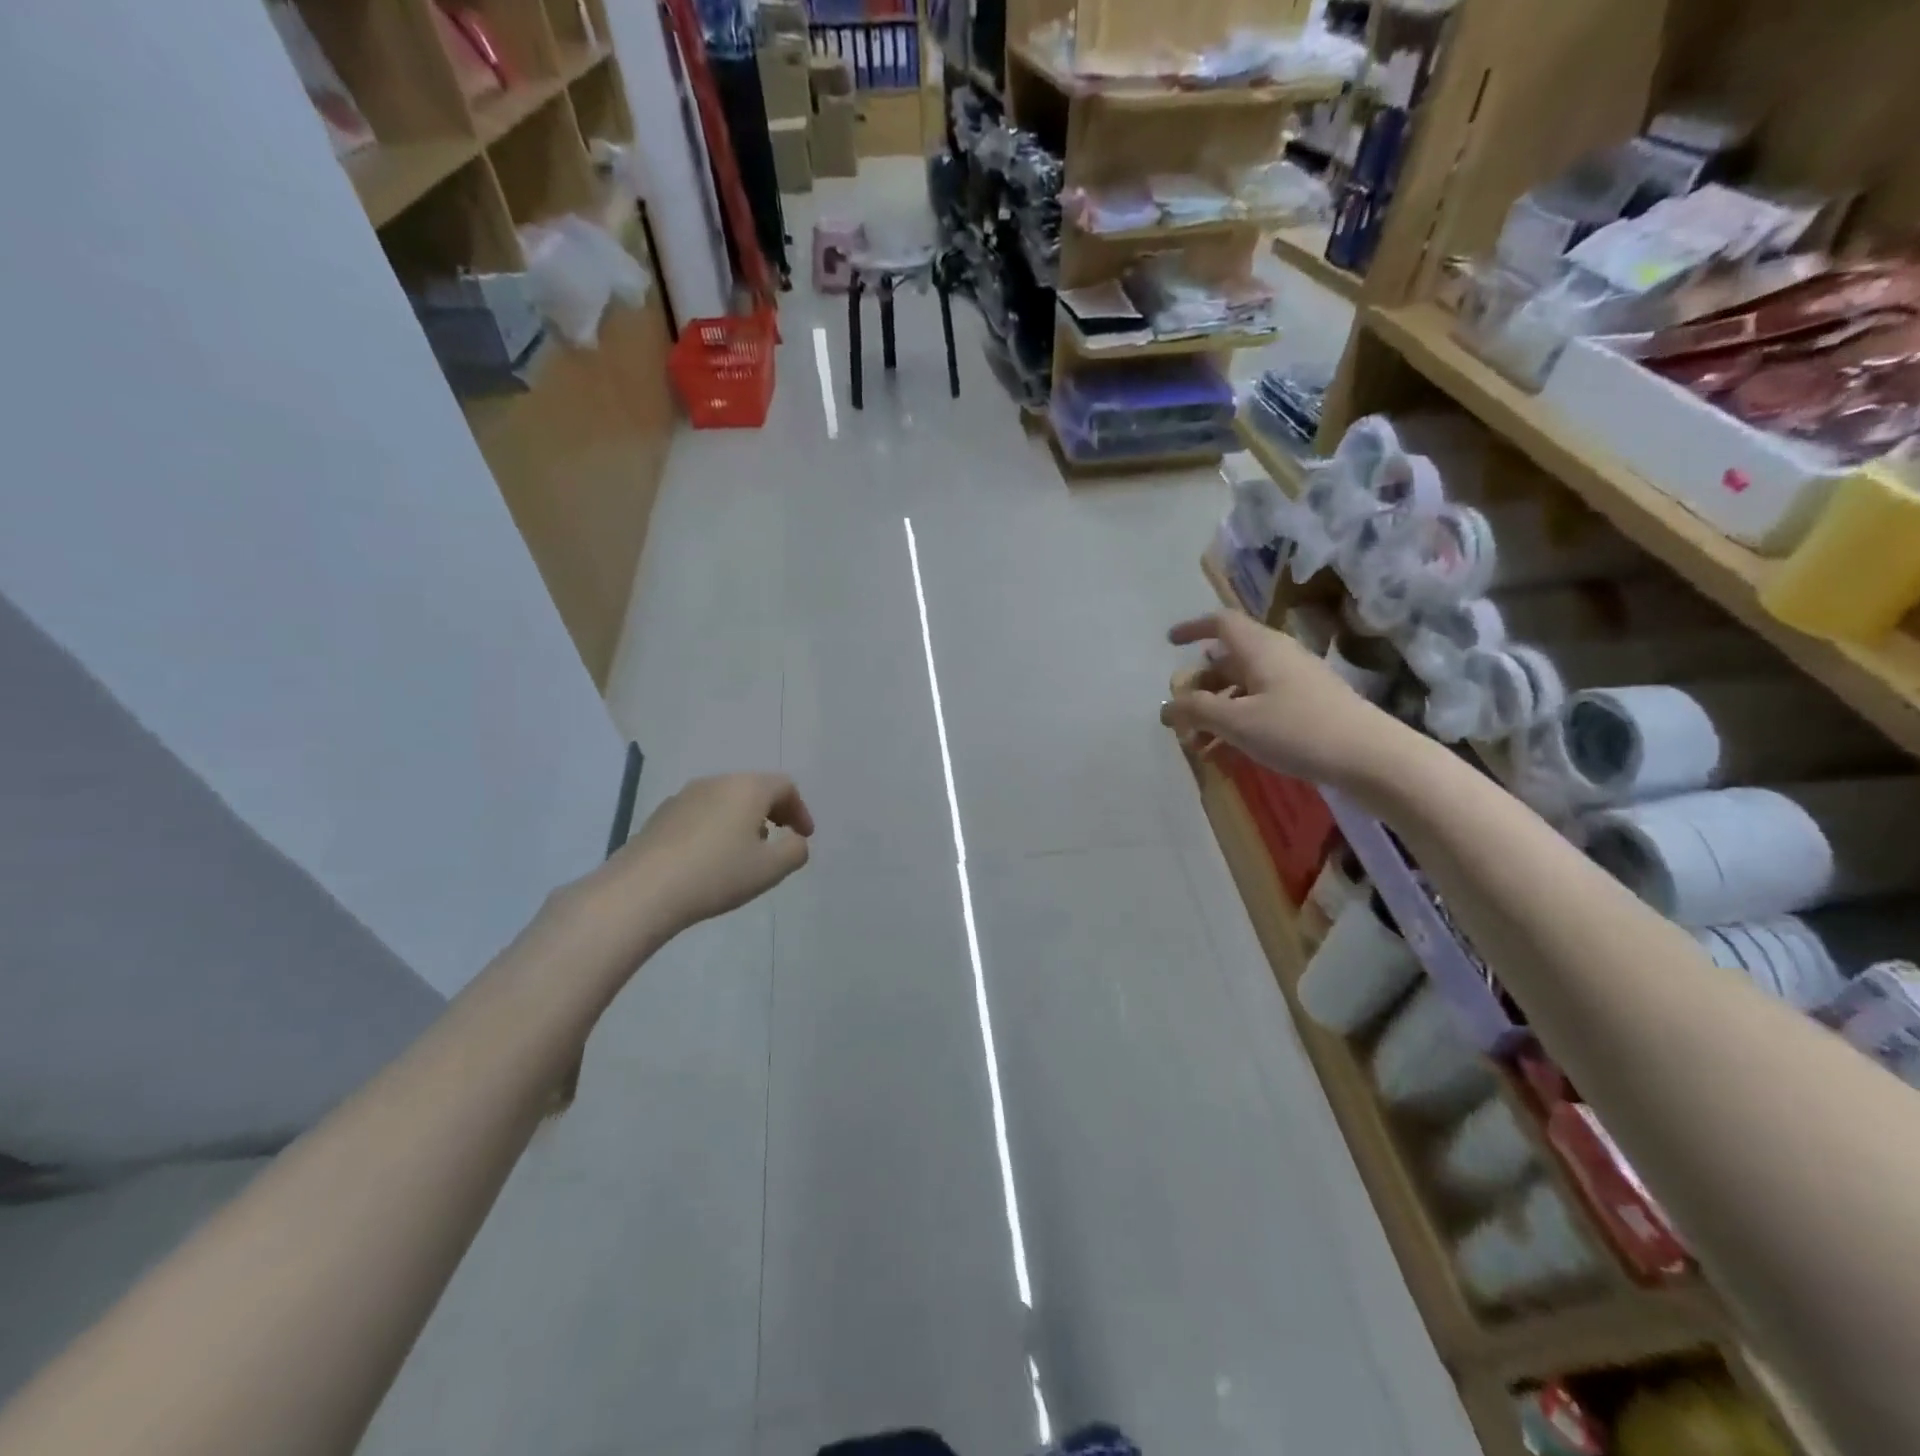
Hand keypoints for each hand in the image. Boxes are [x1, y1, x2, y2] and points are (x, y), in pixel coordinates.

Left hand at [606, 773, 814, 935]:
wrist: (643, 890)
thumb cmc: (717, 874)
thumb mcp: (770, 869)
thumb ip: (795, 850)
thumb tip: (795, 840)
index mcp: (747, 788)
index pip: (785, 786)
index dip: (800, 810)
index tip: (804, 837)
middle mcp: (716, 782)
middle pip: (754, 788)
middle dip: (773, 812)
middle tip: (779, 840)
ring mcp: (684, 796)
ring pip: (726, 800)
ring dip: (743, 820)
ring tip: (745, 852)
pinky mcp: (660, 816)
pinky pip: (701, 813)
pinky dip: (716, 828)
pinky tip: (711, 859)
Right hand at [1161, 611, 1401, 786]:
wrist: (1370, 757)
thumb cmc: (1297, 730)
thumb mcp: (1237, 722)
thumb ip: (1196, 711)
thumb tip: (1166, 706)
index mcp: (1260, 649)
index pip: (1221, 623)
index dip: (1193, 629)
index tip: (1170, 643)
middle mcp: (1277, 657)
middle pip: (1228, 660)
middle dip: (1199, 688)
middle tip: (1181, 716)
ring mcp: (1295, 681)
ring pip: (1243, 688)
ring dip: (1216, 712)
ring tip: (1199, 746)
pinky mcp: (1308, 705)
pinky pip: (1261, 705)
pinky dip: (1238, 723)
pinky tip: (1228, 755)